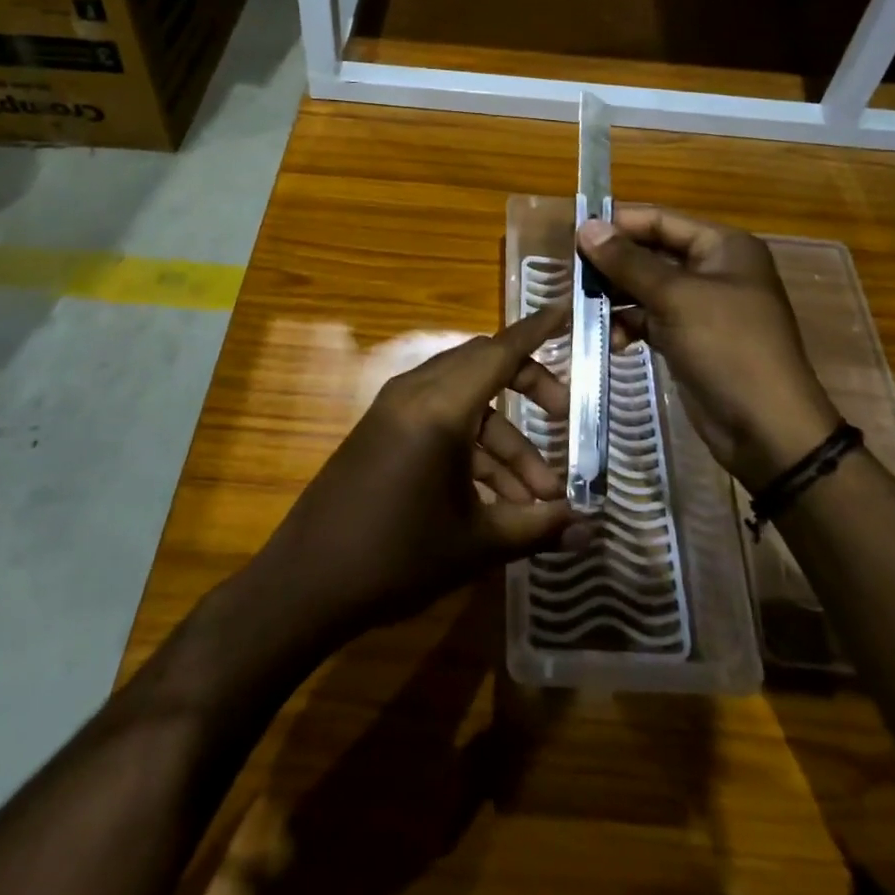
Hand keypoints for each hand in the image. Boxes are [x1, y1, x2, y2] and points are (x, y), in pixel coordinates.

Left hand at [248, 303, 586, 641]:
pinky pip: (439, 420)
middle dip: (529, 389)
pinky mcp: (383, 430)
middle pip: (484, 369)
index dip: (537, 331)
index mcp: (440, 407)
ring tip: (538, 498)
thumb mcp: (476, 544)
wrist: (306, 584)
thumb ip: (537, 528)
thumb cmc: (396, 558)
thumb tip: (588, 527)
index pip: (499, 351)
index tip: (566, 310)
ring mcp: (394, 410)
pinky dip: (472, 448)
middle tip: (563, 418)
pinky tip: (497, 499)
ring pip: (465, 403)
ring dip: (503, 441)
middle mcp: (416, 393)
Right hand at [579, 206, 838, 492]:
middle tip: (571, 273)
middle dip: (613, 263)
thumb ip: (628, 262)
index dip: (619, 224)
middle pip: (652, 253)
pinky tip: (609, 337)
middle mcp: (713, 269)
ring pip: (647, 288)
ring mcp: (701, 306)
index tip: (574, 234)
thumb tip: (586, 227)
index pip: (661, 220)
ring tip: (580, 305)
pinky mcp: (689, 339)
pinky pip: (651, 319)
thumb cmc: (727, 348)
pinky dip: (629, 324)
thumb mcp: (675, 298)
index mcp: (723, 246)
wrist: (766, 429)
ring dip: (615, 296)